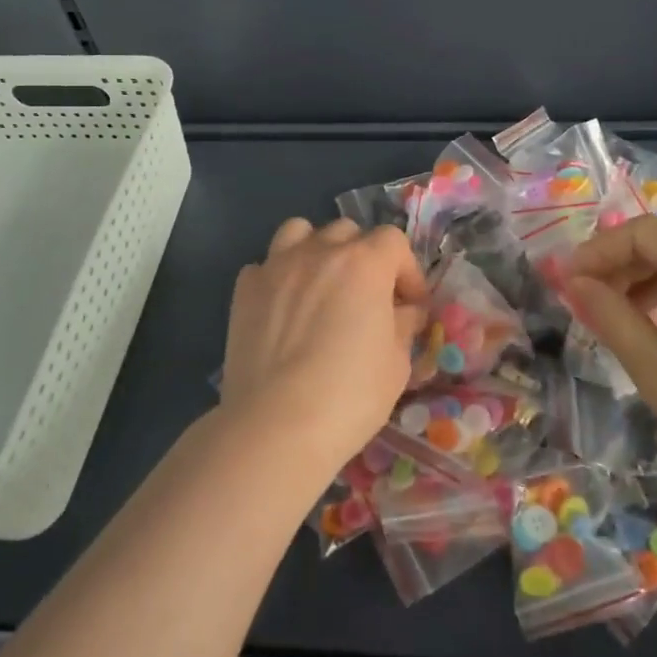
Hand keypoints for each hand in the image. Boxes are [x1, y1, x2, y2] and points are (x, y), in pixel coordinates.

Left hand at [219, 218, 427, 486]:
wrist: (275, 424)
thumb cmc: (350, 396)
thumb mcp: (397, 364)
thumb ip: (403, 325)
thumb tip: (405, 311)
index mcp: (365, 263)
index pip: (394, 242)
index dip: (407, 270)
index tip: (410, 304)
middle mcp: (320, 251)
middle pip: (348, 231)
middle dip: (364, 257)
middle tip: (367, 296)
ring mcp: (277, 265)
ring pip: (300, 232)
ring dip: (317, 250)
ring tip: (320, 285)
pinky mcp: (245, 288)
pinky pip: (266, 264)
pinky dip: (280, 277)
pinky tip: (284, 307)